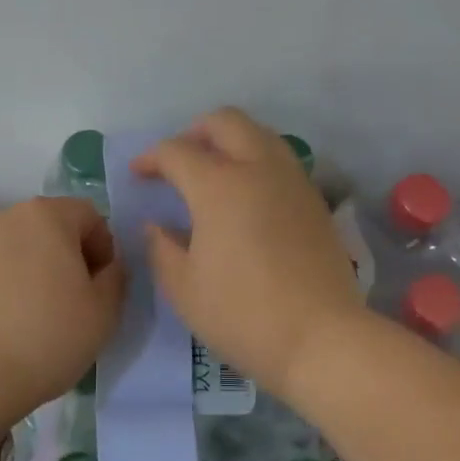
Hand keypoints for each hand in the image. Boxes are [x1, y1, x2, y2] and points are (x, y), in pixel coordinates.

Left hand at [0, 196, 127, 413]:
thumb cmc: (48, 335)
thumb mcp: (104, 311)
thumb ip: (115, 277)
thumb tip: (107, 267)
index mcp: (47, 216)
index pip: (89, 216)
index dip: (103, 248)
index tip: (100, 285)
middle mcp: (6, 217)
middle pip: (49, 227)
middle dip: (66, 255)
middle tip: (72, 299)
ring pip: (17, 247)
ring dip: (32, 269)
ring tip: (34, 313)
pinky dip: (2, 284)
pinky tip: (4, 322)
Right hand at [132, 108, 365, 397]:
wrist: (321, 338)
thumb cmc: (242, 315)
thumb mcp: (184, 289)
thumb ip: (162, 248)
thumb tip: (157, 225)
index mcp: (219, 186)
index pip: (177, 152)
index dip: (151, 158)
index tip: (138, 174)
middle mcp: (258, 169)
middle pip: (225, 121)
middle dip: (194, 132)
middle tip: (178, 161)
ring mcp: (292, 181)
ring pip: (259, 134)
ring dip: (230, 142)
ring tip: (213, 173)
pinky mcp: (315, 200)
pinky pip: (280, 160)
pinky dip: (256, 161)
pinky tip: (246, 196)